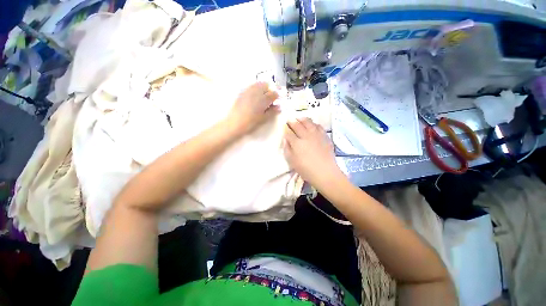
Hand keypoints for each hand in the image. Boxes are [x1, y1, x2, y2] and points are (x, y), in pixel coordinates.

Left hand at [226, 82, 279, 134]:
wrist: (235, 123)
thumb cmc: (250, 122)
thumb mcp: (264, 118)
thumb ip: (272, 112)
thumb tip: (278, 108)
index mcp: (263, 99)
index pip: (274, 94)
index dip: (277, 97)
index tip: (277, 101)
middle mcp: (256, 92)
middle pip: (266, 85)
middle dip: (270, 90)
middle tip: (270, 99)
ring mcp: (248, 91)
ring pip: (258, 84)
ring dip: (263, 88)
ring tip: (262, 98)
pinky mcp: (242, 92)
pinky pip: (251, 87)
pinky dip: (255, 89)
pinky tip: (254, 98)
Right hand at [283, 118, 343, 190]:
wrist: (325, 173)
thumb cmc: (306, 169)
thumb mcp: (292, 161)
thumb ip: (287, 149)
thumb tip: (285, 139)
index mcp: (297, 143)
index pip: (289, 132)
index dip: (285, 128)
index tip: (283, 125)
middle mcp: (306, 136)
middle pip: (298, 125)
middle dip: (292, 121)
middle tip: (289, 119)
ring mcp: (316, 135)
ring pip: (309, 123)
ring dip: (303, 119)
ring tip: (299, 118)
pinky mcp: (325, 137)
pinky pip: (319, 126)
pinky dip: (314, 124)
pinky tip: (312, 124)